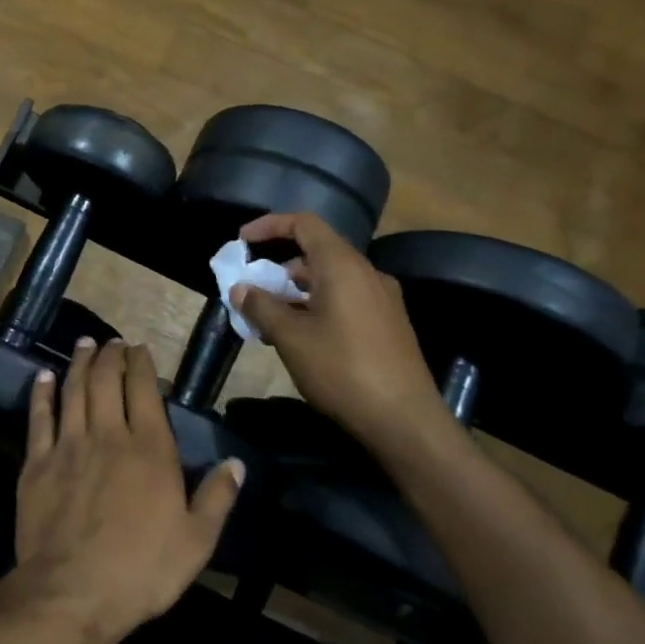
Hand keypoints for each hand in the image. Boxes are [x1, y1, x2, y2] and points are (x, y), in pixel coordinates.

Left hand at [0, 338, 243, 643]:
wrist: (73, 591)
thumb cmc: (142, 569)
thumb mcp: (197, 540)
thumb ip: (217, 497)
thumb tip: (236, 463)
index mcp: (150, 449)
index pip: (144, 391)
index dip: (140, 364)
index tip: (138, 348)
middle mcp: (108, 435)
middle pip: (105, 382)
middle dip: (109, 356)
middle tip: (111, 342)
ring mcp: (68, 446)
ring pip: (74, 391)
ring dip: (79, 364)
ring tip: (84, 345)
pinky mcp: (37, 463)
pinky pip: (39, 418)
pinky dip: (42, 394)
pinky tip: (44, 377)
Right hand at [230, 212, 451, 455]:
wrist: (404, 419)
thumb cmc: (342, 370)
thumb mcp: (291, 338)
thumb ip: (262, 307)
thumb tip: (240, 288)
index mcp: (343, 266)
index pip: (305, 224)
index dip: (270, 225)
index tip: (242, 240)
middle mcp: (366, 273)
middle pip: (317, 252)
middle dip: (279, 267)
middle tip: (251, 290)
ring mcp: (381, 299)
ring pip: (330, 279)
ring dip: (296, 291)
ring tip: (269, 319)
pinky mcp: (387, 323)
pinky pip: (345, 299)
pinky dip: (316, 305)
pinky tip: (300, 337)